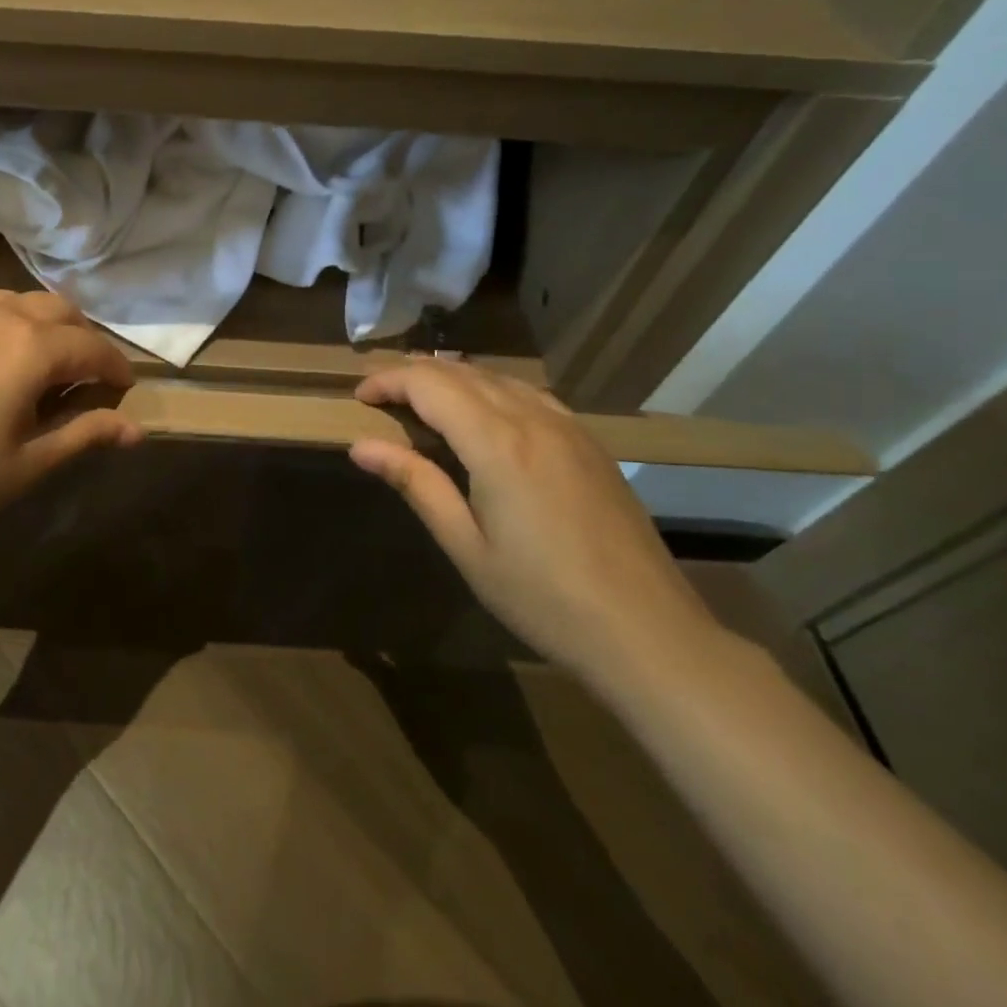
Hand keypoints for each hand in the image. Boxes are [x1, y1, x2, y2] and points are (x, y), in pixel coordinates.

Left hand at [0, 290, 141, 547]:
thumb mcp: (27, 464)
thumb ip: (85, 434)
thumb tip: (138, 430)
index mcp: (28, 347)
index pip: (90, 347)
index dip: (115, 367)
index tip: (124, 389)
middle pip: (59, 310)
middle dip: (82, 339)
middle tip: (84, 380)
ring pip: (18, 300)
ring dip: (43, 326)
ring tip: (40, 367)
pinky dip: (4, 322)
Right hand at [349, 360, 722, 687]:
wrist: (647, 632)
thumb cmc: (542, 597)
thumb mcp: (466, 546)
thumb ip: (416, 484)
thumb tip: (361, 446)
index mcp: (497, 443)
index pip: (429, 385)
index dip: (389, 381)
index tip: (360, 398)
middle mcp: (532, 419)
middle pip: (462, 374)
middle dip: (415, 375)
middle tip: (381, 396)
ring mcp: (568, 427)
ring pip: (498, 378)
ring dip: (453, 379)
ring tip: (421, 399)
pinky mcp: (590, 443)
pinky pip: (530, 394)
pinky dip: (492, 390)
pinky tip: (484, 413)